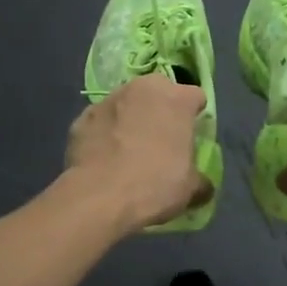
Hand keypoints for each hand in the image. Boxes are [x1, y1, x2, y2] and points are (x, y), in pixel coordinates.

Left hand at [66, 74, 212, 231]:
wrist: (98, 197)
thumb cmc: (155, 185)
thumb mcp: (190, 189)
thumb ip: (201, 181)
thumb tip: (204, 186)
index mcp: (177, 99)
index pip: (195, 96)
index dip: (195, 115)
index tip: (192, 135)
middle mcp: (143, 89)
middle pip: (159, 92)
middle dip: (161, 109)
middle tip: (161, 139)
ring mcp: (109, 99)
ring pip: (127, 103)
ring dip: (131, 118)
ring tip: (128, 148)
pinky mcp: (82, 116)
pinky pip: (101, 121)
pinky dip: (105, 133)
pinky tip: (105, 157)